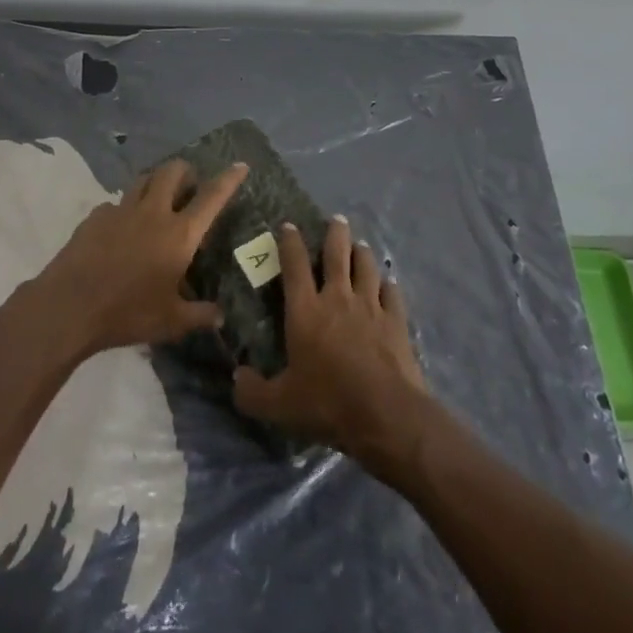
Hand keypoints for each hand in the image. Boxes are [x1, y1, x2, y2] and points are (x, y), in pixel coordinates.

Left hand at [33, 159, 247, 357]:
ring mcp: (121, 210)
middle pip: (172, 171)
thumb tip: (220, 316)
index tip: (240, 165)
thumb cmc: (127, 313)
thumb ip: (199, 315)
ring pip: (143, 179)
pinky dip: (125, 209)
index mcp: (179, 234)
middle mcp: (153, 213)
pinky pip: (116, 203)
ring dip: (156, 182)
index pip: (211, 198)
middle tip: (189, 185)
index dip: (228, 179)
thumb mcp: (170, 322)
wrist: (69, 306)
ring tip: (158, 198)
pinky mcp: (96, 216)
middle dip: (185, 170)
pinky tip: (121, 229)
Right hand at [232, 218, 429, 472]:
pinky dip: (388, 286)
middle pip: (337, 254)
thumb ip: (253, 392)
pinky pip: (392, 294)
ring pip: (367, 267)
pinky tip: (388, 284)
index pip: (294, 265)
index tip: (288, 226)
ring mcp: (370, 307)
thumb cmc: (327, 402)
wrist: (385, 414)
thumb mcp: (279, 405)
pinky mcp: (396, 321)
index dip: (290, 242)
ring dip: (362, 253)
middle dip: (335, 233)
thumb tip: (236, 378)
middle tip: (336, 219)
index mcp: (305, 310)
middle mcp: (337, 298)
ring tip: (360, 245)